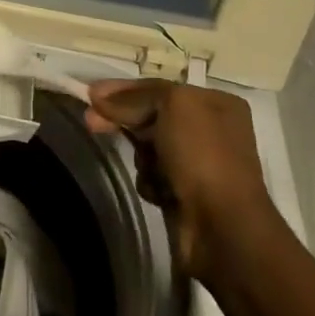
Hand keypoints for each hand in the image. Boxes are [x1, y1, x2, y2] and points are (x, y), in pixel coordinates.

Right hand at [85, 79, 276, 274]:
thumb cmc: (203, 155)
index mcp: (216, 103)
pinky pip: (154, 176)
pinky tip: (160, 192)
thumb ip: (134, 97)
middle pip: (152, 116)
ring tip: (151, 170)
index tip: (91, 95)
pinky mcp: (187, 193)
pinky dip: (150, 181)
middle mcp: (211, 129)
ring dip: (142, 156)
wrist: (223, 228)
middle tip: (92, 123)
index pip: (159, 88)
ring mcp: (200, 163)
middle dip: (125, 121)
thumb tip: (98, 97)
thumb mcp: (171, 105)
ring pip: (149, 147)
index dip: (123, 90)